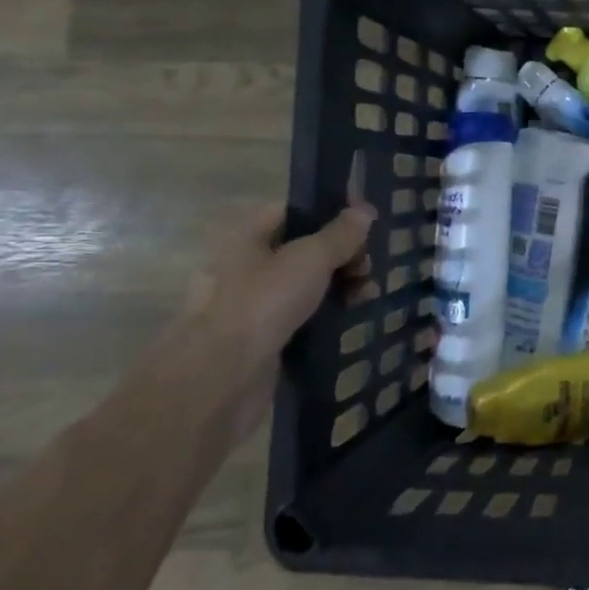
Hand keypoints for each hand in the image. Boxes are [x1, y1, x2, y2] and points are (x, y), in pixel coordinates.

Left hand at [165, 199, 377, 448]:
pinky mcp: (265, 339)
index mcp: (249, 238)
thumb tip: (364, 210)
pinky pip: (303, 316)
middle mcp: (248, 267)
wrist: (220, 379)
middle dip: (342, 253)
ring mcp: (255, 305)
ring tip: (368, 295)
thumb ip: (340, 233)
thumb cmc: (263, 303)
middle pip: (304, 248)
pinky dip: (328, 314)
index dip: (331, 211)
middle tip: (368, 265)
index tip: (366, 221)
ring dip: (340, 284)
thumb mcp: (310, 257)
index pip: (294, 211)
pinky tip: (351, 318)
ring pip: (306, 284)